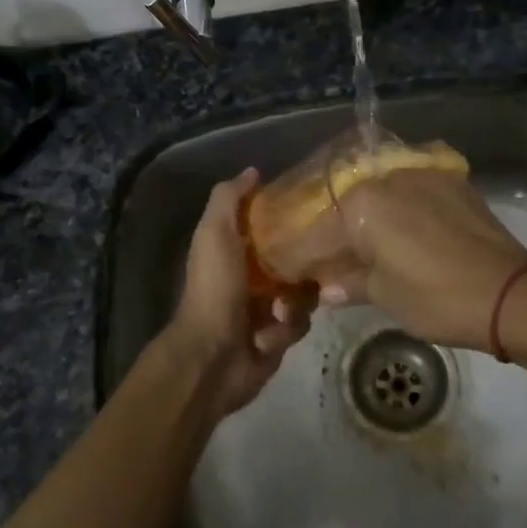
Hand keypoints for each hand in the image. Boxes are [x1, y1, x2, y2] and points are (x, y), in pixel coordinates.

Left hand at [159, 168, 308, 418]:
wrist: (212, 357)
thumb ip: (229, 198)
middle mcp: (251, 275)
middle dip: (304, 264)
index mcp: (234, 248)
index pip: (270, 224)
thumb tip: (253, 171)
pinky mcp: (277, 337)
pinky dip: (285, 328)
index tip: (312, 210)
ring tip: (279, 311)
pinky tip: (269, 334)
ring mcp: (265, 307)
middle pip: (295, 258)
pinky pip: (299, 324)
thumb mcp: (215, 233)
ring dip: (293, 303)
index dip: (289, 217)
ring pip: (303, 292)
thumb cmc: (214, 288)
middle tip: (314, 265)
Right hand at [287, 170, 526, 351]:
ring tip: (361, 245)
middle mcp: (386, 178)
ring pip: (378, 195)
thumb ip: (350, 284)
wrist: (511, 292)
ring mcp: (421, 174)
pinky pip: (409, 190)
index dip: (300, 256)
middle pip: (346, 206)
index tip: (288, 271)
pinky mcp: (450, 181)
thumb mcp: (386, 296)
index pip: (317, 233)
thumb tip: (326, 289)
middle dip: (332, 234)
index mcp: (363, 205)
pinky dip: (397, 209)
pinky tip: (398, 231)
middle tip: (325, 260)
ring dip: (365, 219)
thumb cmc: (438, 298)